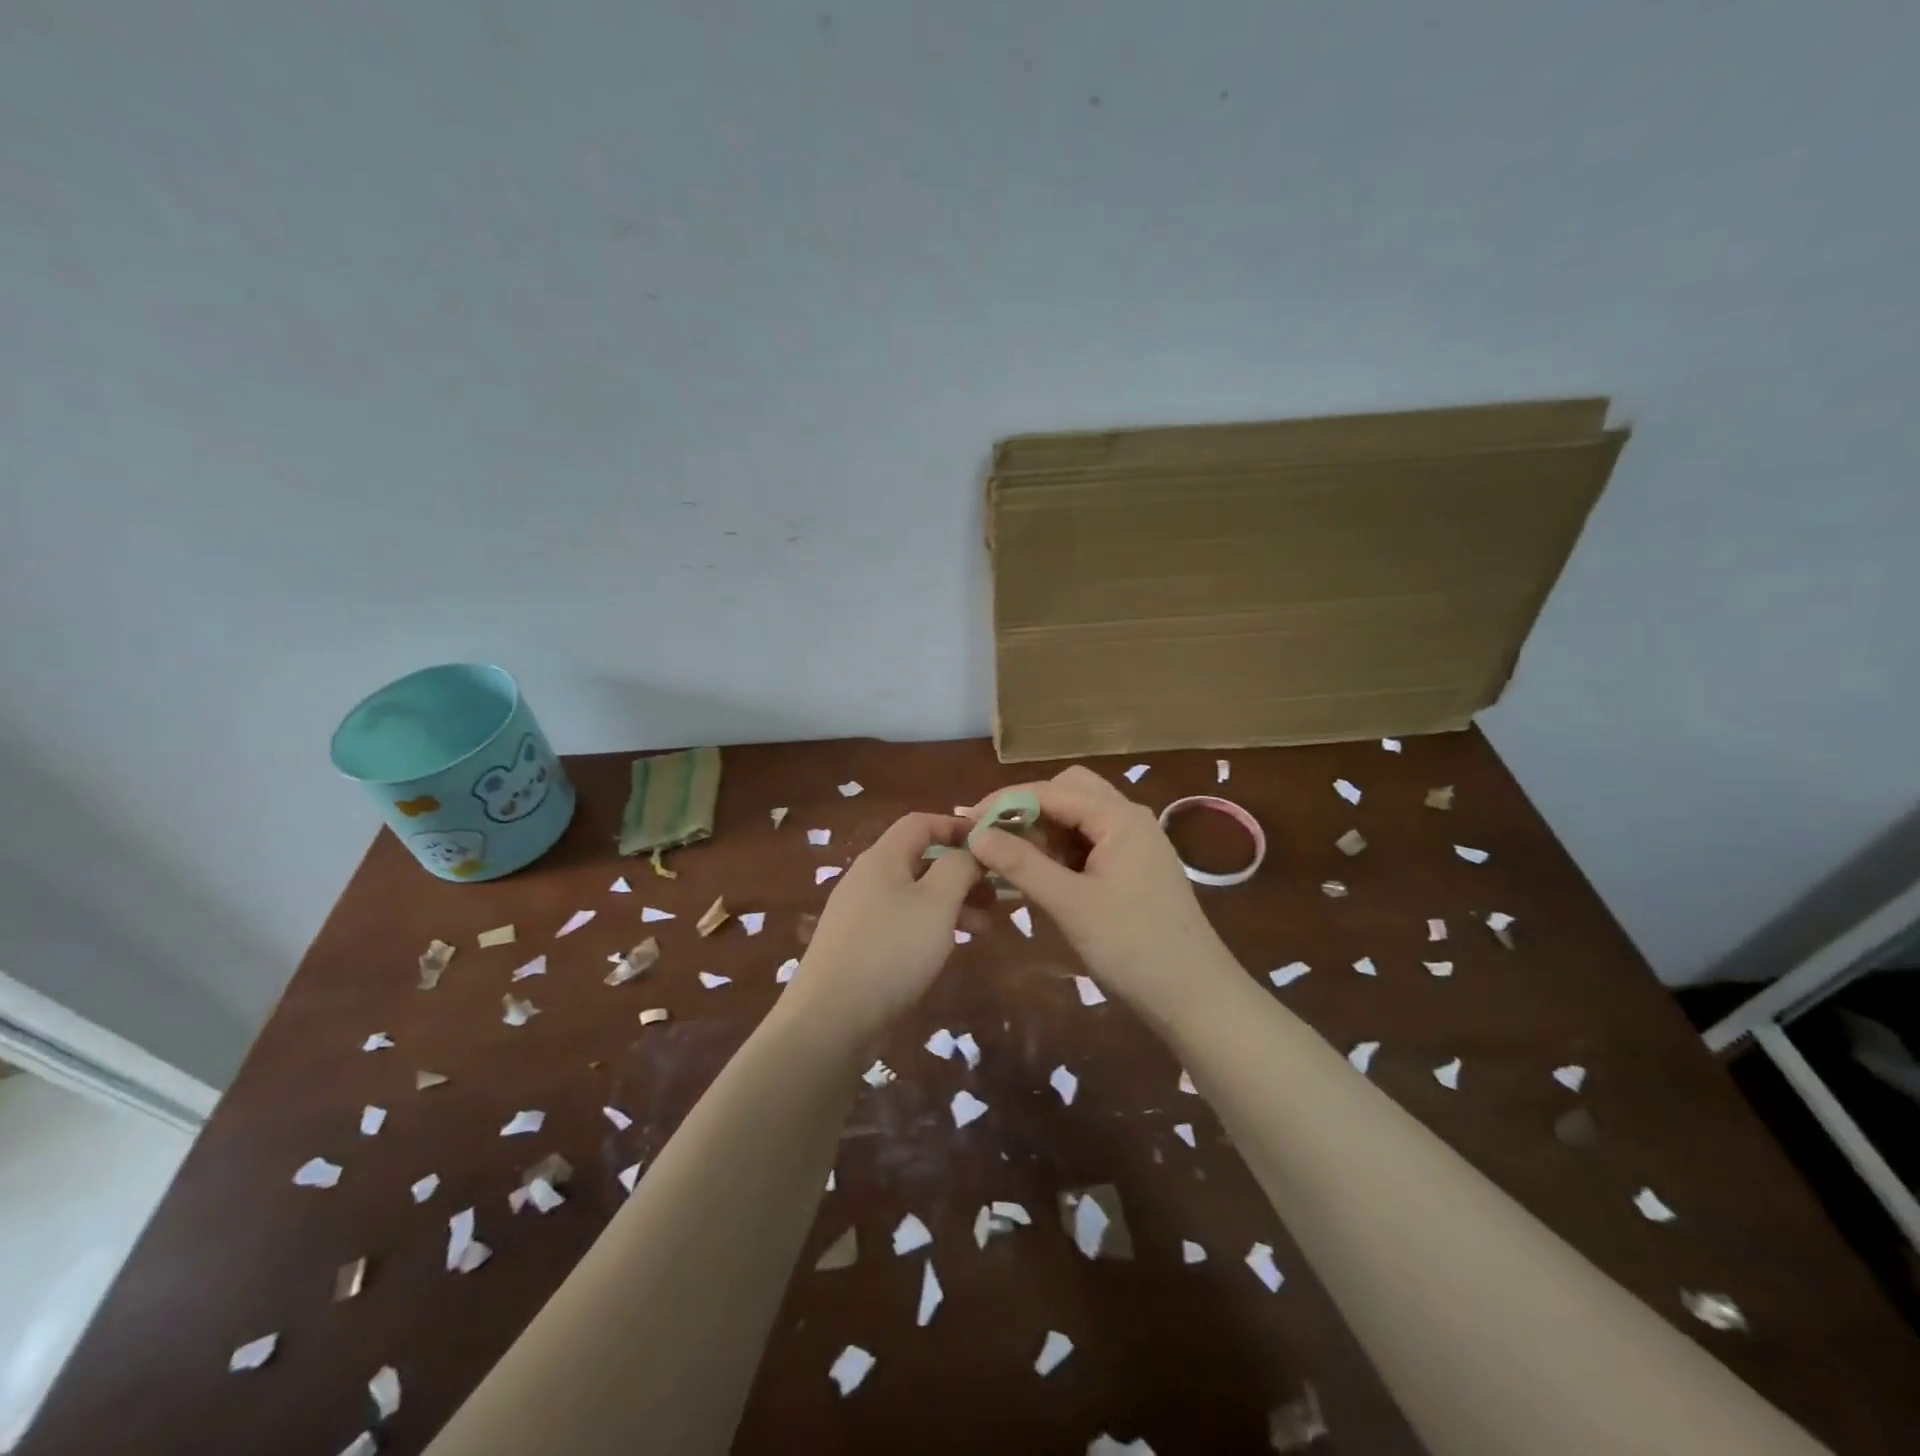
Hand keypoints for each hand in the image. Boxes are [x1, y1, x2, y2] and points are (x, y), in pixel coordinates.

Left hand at [786, 812, 979, 1044]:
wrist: (831, 1019)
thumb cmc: (891, 950)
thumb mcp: (937, 902)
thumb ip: (958, 867)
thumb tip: (969, 850)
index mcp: (883, 858)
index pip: (921, 822)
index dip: (957, 826)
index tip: (991, 843)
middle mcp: (867, 878)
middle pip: (919, 858)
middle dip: (960, 870)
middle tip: (995, 892)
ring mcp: (859, 913)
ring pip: (914, 894)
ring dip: (951, 902)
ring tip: (984, 926)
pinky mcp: (858, 945)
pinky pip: (901, 921)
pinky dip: (930, 925)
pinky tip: (948, 947)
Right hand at [968, 766, 1236, 1018]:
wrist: (1195, 997)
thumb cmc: (1133, 946)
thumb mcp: (1071, 904)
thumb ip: (1022, 865)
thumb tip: (976, 834)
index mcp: (1119, 817)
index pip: (1052, 790)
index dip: (1007, 801)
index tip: (968, 821)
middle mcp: (1129, 819)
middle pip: (1070, 791)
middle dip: (1030, 809)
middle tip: (996, 839)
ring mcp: (1135, 843)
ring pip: (1080, 817)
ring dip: (1045, 830)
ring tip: (1013, 861)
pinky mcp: (1134, 868)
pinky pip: (1090, 843)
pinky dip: (1062, 851)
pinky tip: (1043, 877)